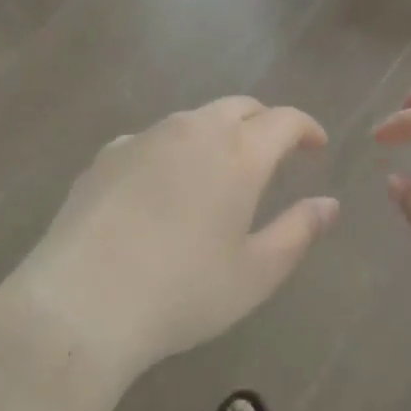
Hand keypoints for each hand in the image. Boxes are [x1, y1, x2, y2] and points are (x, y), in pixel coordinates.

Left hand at [7, 98, 336, 388]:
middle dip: (264, 122)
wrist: (81, 304)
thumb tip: (329, 204)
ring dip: (218, 132)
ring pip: (195, 119)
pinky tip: (163, 185)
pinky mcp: (108, 154)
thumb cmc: (182, 292)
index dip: (306, 128)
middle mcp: (194, 130)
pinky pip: (154, 138)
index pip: (284, 120)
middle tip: (274, 152)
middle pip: (240, 107)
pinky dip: (174, 149)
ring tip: (220, 169)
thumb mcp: (255, 273)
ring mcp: (146, 137)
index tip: (316, 145)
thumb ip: (299, 232)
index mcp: (238, 153)